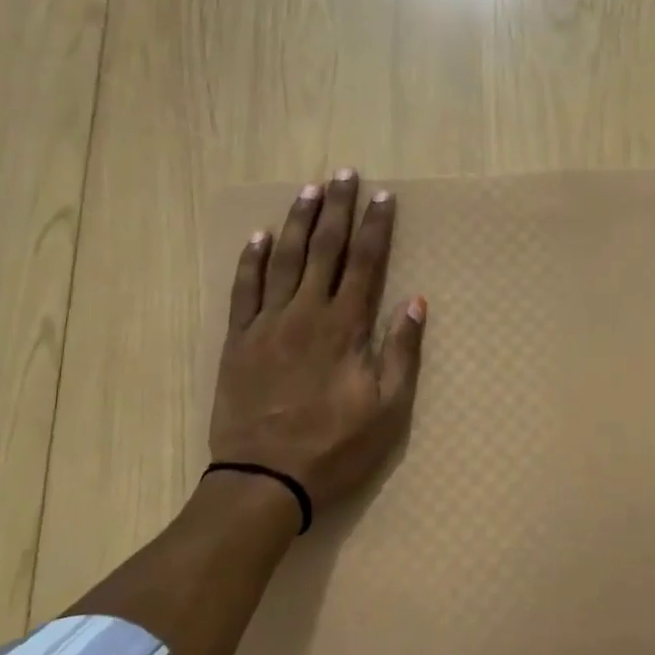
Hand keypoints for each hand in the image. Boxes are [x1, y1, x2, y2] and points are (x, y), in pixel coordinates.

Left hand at [208, 169, 425, 518]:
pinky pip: (243, 290)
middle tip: (343, 173)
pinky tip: (257, 237)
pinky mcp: (238, 340)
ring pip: (283, 259)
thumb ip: (401, 351)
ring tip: (308, 190)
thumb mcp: (387, 409)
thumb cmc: (334, 447)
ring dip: (297, 221)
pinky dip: (250, 260)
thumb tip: (416, 301)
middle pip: (324, 249)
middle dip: (337, 209)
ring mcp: (267, 323)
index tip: (383, 195)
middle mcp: (306, 313)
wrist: (264, 480)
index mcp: (345, 327)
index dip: (376, 227)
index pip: (366, 263)